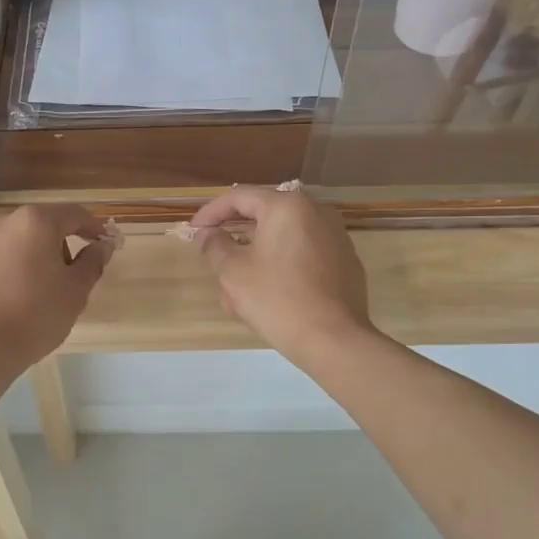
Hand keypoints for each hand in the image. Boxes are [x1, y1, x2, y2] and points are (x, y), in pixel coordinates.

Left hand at [0, 204, 112, 375]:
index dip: (93, 227)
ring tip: (42, 288)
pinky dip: (13, 265)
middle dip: (62, 243)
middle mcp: (4, 220)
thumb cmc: (34, 316)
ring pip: (19, 238)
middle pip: (44, 224)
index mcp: (35, 221)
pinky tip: (16, 294)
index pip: (74, 214)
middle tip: (73, 274)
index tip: (104, 243)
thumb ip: (93, 261)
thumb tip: (103, 245)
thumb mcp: (75, 291)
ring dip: (36, 254)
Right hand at [189, 186, 371, 364]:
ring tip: (235, 290)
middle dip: (234, 238)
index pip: (239, 197)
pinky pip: (302, 255)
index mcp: (287, 207)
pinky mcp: (344, 262)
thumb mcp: (233, 272)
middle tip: (212, 257)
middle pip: (263, 217)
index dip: (211, 212)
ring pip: (282, 240)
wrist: (334, 341)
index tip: (194, 230)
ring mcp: (335, 237)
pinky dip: (280, 267)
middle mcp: (315, 212)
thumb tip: (207, 234)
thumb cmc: (278, 300)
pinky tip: (266, 296)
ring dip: (255, 258)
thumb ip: (214, 246)